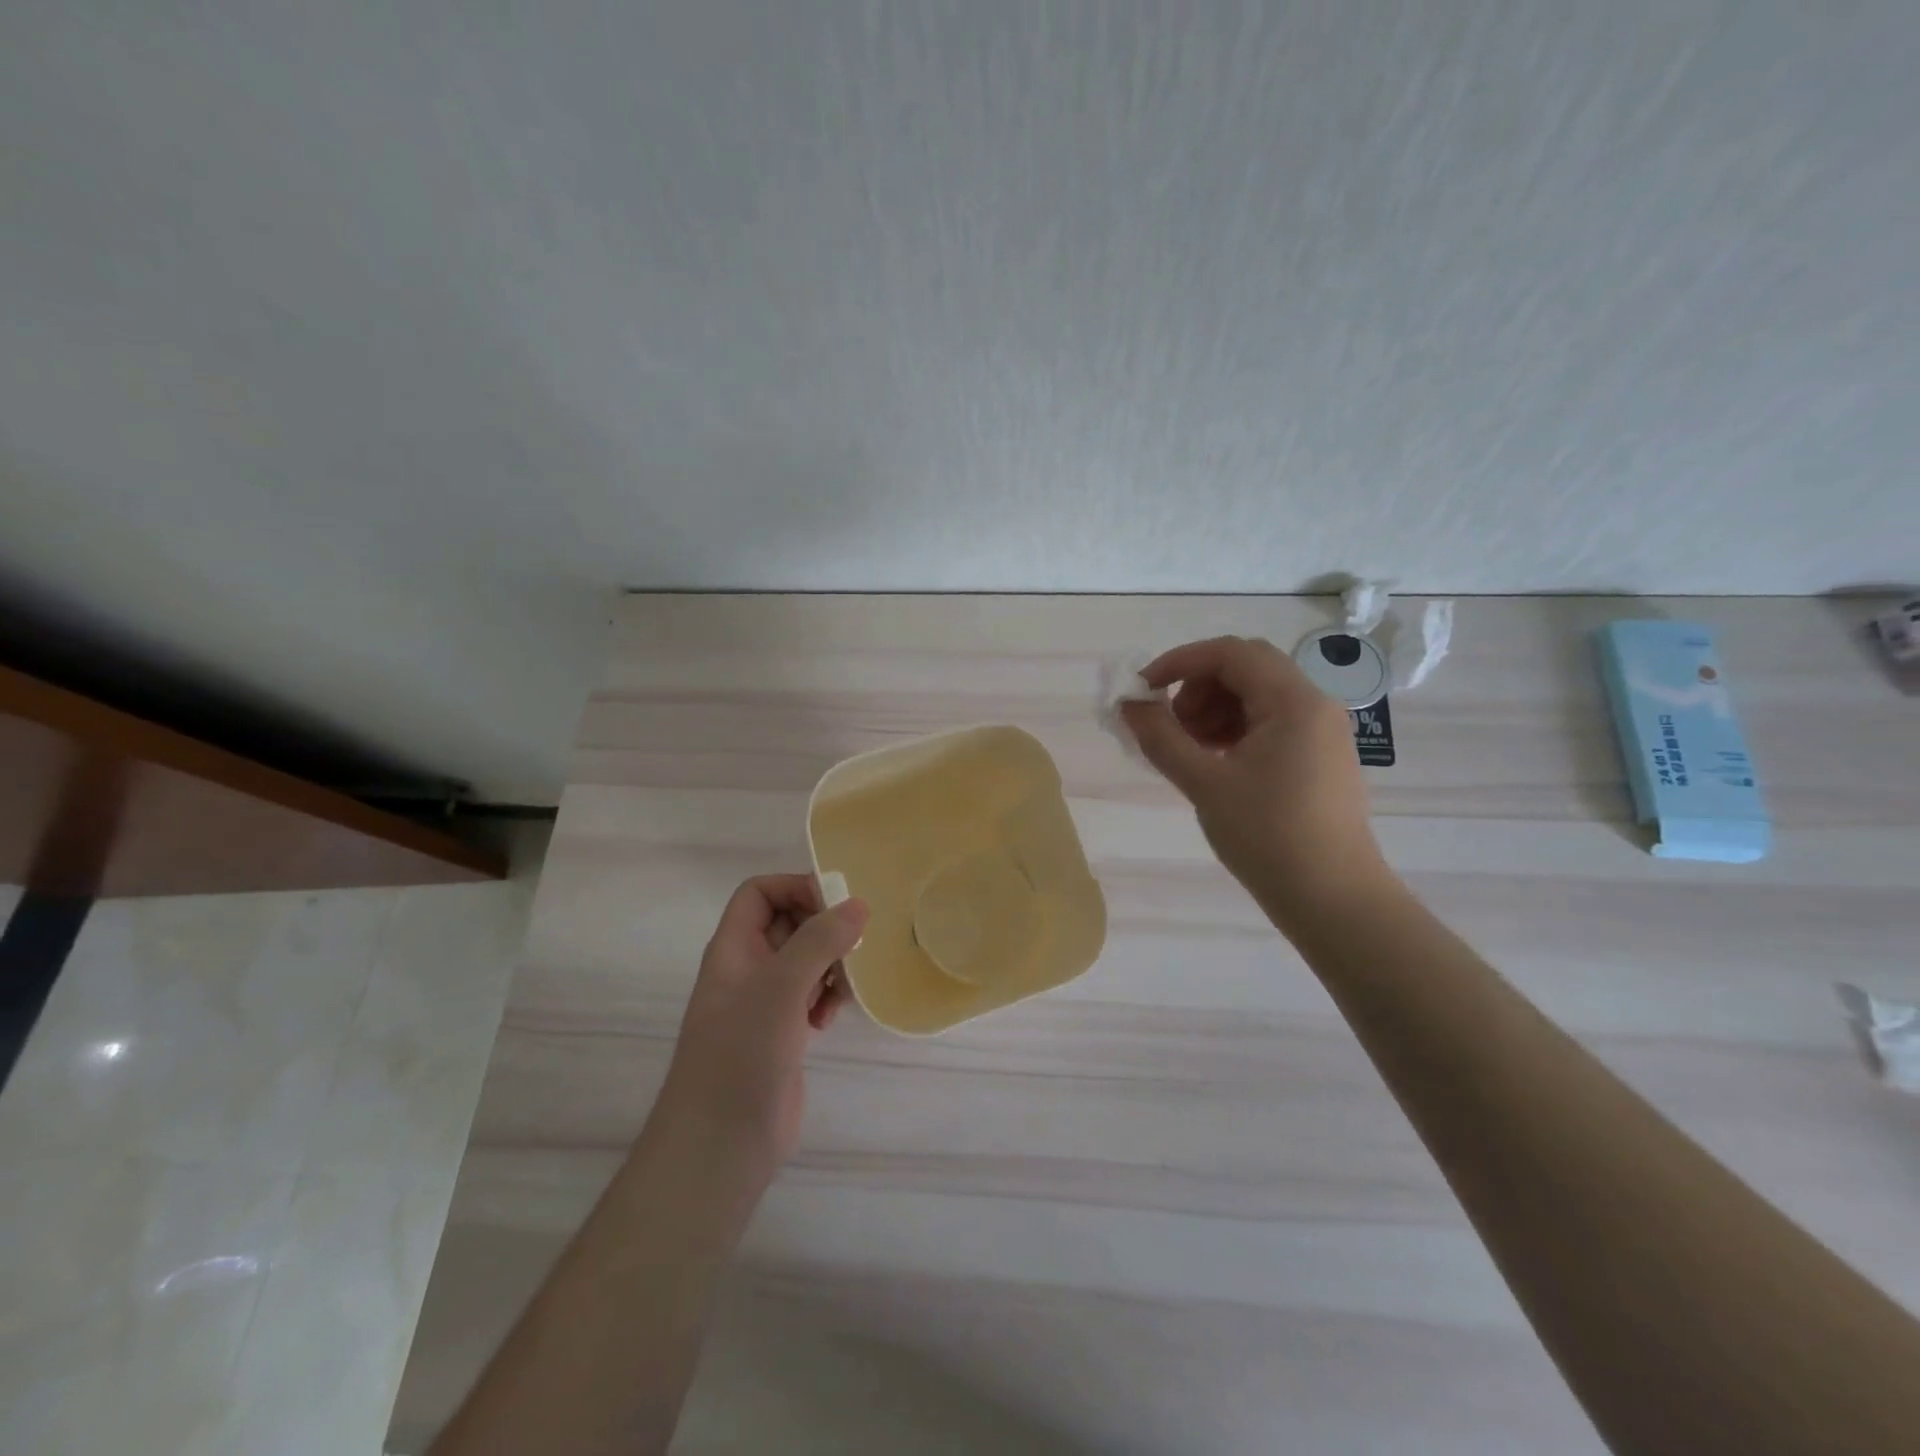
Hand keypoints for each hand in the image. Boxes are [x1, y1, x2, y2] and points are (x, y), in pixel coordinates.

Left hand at [658, 875, 868, 1175]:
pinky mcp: (780, 1034)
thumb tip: (858, 905)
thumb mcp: (781, 988)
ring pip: (803, 961)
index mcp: (733, 949)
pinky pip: (809, 996)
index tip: (836, 904)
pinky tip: (831, 1018)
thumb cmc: (741, 1055)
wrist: (719, 1145)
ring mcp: (763, 1004)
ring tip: (844, 985)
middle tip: (853, 944)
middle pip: (786, 923)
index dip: (794, 887)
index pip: (759, 893)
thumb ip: (819, 941)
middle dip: (822, 928)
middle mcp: (746, 969)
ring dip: (830, 964)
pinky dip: (826, 997)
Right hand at [1120, 636, 1385, 909]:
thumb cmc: (1268, 836)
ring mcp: (1321, 731)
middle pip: (1246, 668)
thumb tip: (1129, 704)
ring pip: (1257, 695)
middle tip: (1171, 726)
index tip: (1143, 691)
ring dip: (1215, 709)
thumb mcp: (1204, 784)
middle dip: (1197, 687)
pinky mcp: (1320, 757)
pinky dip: (1235, 729)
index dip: (1179, 662)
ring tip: (1190, 750)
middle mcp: (1314, 704)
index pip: (1230, 653)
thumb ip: (1161, 737)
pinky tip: (1215, 763)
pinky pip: (1270, 723)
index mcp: (1293, 701)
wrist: (1333, 899)